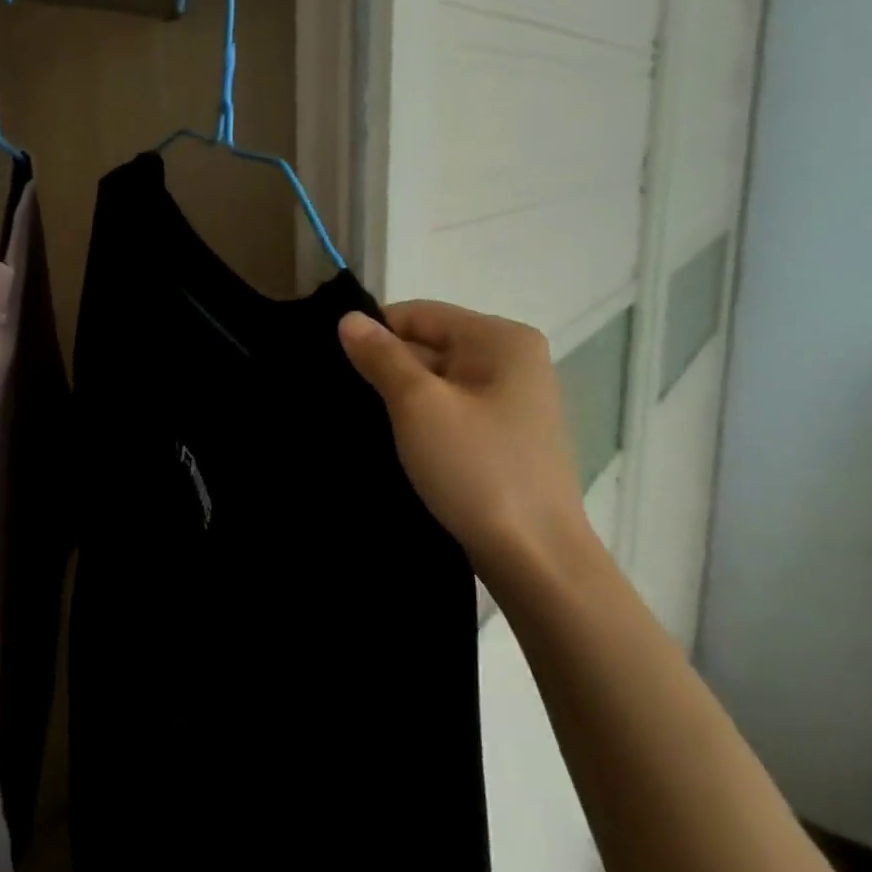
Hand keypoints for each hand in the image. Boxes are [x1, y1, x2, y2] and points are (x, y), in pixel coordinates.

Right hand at [338, 301, 593, 586]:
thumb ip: (381, 356)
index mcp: (500, 339)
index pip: (418, 314)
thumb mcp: (418, 405)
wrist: (534, 558)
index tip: (336, 366)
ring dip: (398, 397)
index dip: (374, 334)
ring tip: (362, 421)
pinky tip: (392, 441)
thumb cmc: (477, 469)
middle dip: (385, 368)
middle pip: (427, 344)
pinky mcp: (501, 435)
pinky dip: (418, 420)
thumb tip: (348, 319)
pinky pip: (447, 410)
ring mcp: (509, 400)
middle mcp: (511, 360)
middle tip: (343, 399)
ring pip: (434, 380)